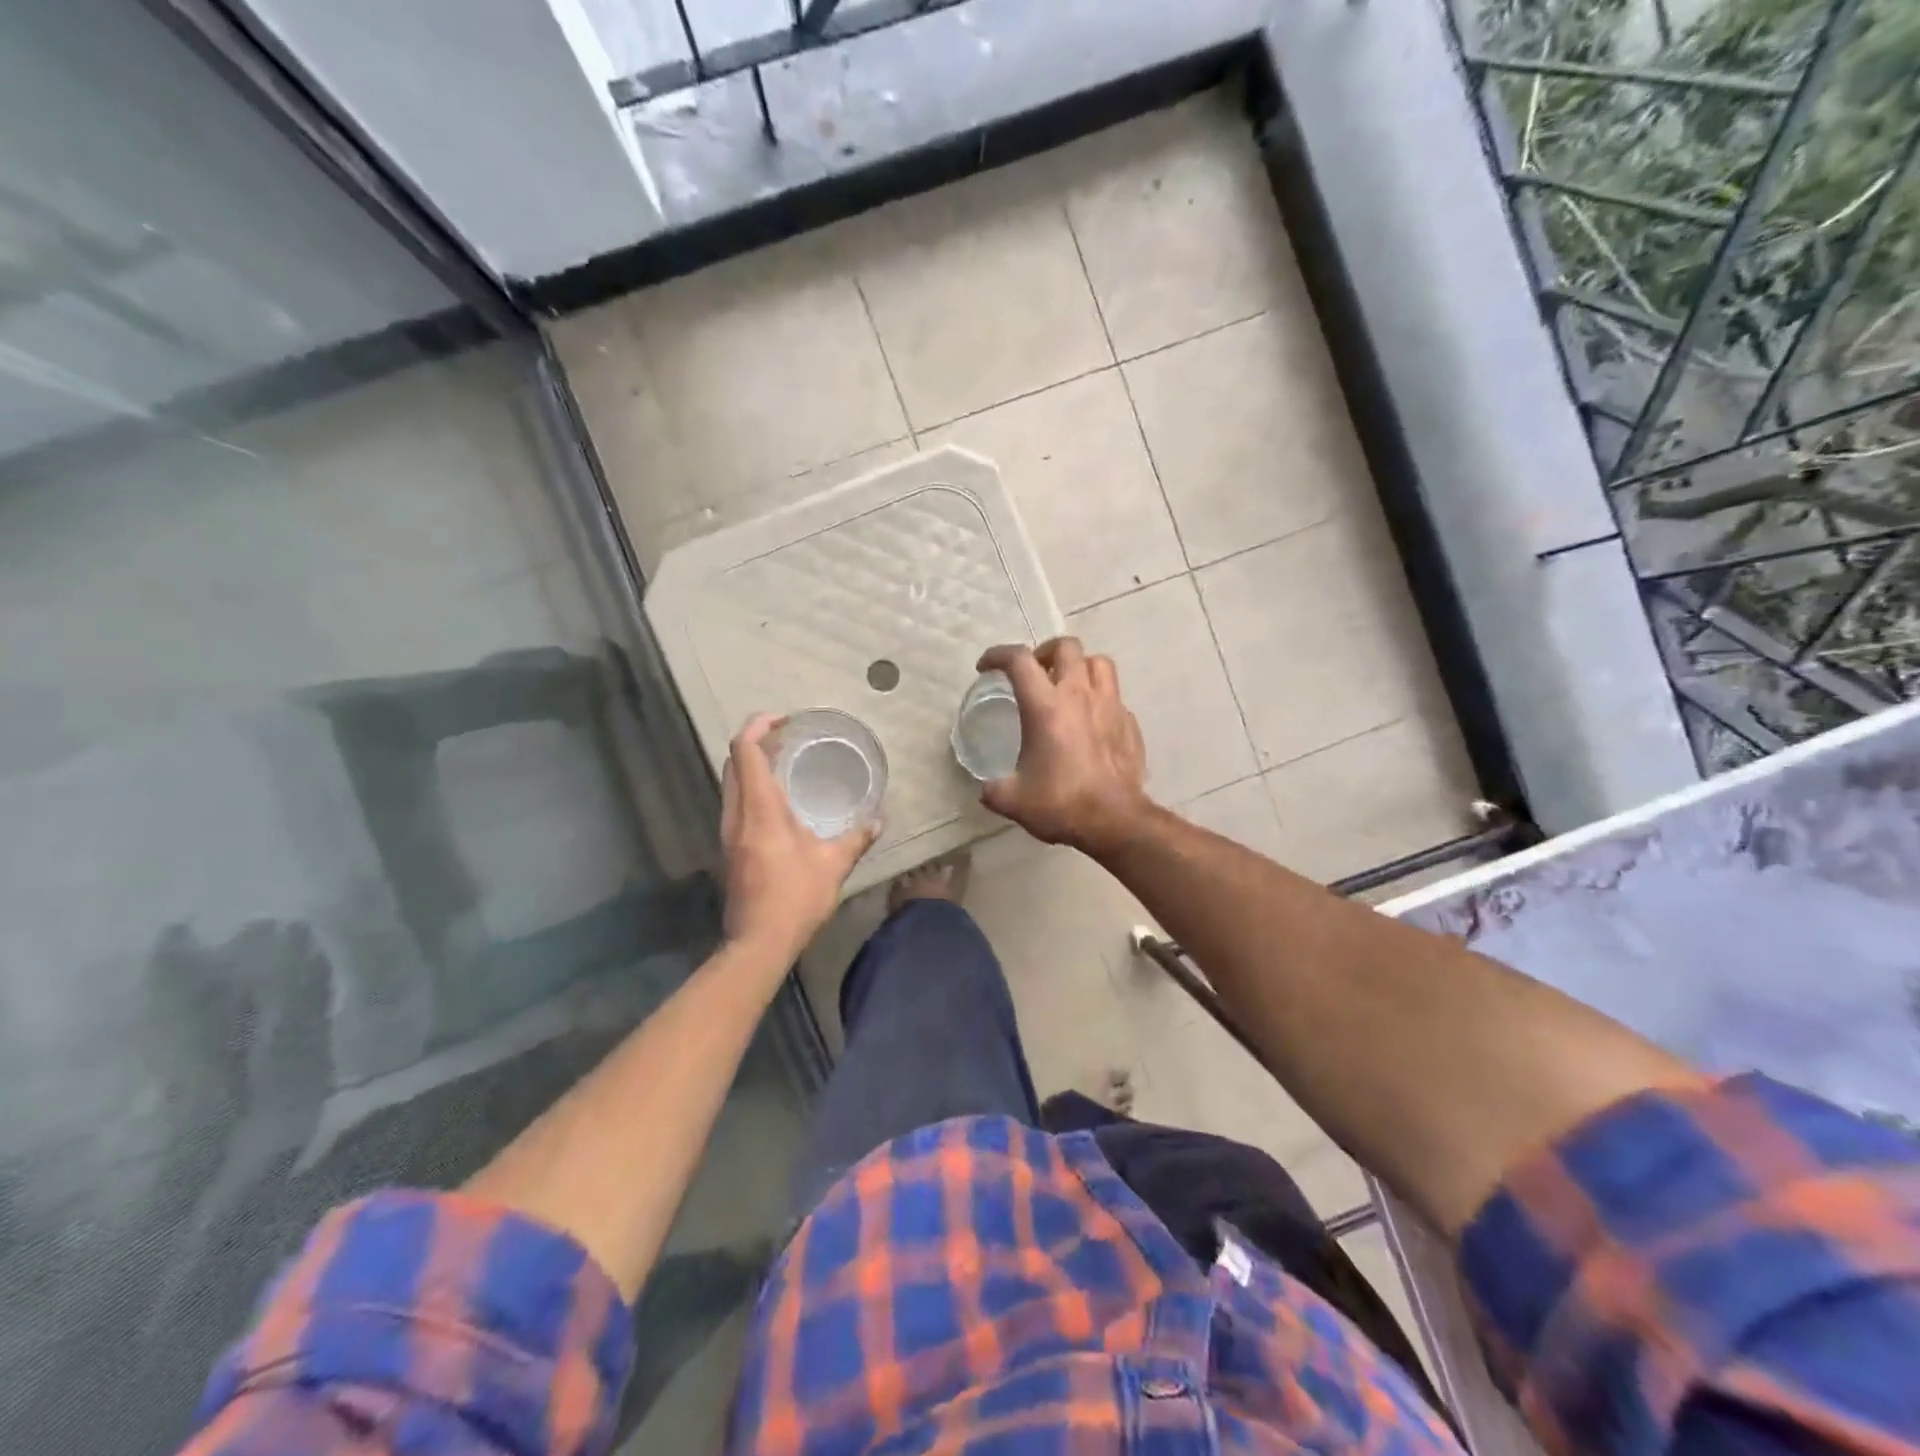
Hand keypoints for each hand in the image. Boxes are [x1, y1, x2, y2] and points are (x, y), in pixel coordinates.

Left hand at [720, 714, 878, 964]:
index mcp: (760, 810)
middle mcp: (737, 814)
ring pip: (731, 782)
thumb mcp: (833, 865)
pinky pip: (735, 802)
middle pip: (733, 762)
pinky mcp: (729, 848)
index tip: (783, 720)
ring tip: (784, 762)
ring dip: (752, 764)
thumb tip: (878, 820)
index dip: (758, 726)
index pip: (745, 751)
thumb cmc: (795, 899)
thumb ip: (856, 838)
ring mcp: (728, 832)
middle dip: (756, 741)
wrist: (758, 943)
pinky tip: (778, 800)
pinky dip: (751, 787)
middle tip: (787, 737)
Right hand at [975, 639, 1151, 857]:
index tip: (986, 667)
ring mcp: (1110, 706)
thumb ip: (994, 789)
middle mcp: (1079, 695)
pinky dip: (1100, 699)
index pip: (1018, 660)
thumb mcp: (1012, 800)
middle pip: (1066, 646)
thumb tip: (987, 789)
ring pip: (1099, 662)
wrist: (1115, 821)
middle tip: (1035, 672)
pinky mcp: (1129, 724)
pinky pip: (1115, 696)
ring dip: (1080, 666)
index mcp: (1045, 706)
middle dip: (1045, 651)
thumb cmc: (1061, 804)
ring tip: (1067, 685)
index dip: (997, 655)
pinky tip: (1091, 720)